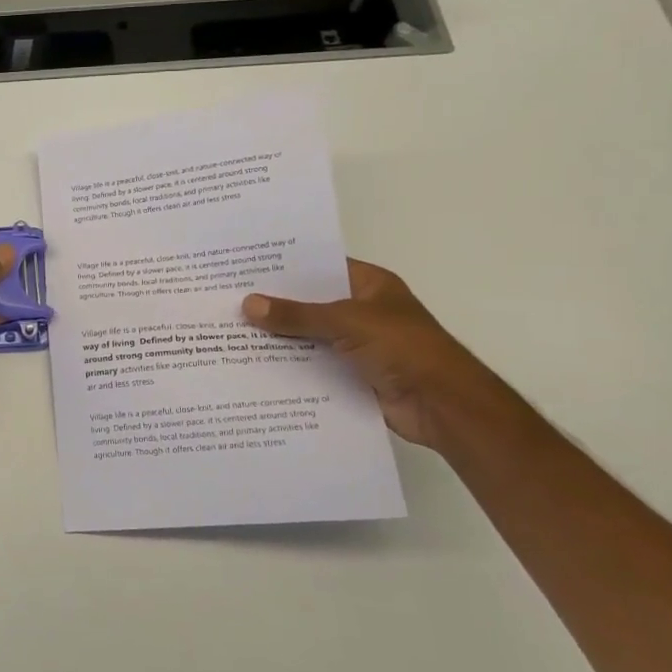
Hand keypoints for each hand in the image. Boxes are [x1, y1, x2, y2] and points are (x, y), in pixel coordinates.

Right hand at [242, 259, 523, 448]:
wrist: (444, 405)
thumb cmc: (404, 348)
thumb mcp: (347, 322)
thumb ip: (297, 315)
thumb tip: (248, 304)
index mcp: (370, 285)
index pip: (321, 267)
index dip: (285, 266)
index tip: (245, 266)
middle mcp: (362, 310)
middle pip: (310, 303)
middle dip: (275, 304)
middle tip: (228, 298)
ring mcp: (357, 344)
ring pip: (309, 336)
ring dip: (279, 337)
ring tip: (231, 331)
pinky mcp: (351, 375)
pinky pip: (313, 365)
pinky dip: (290, 366)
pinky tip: (254, 365)